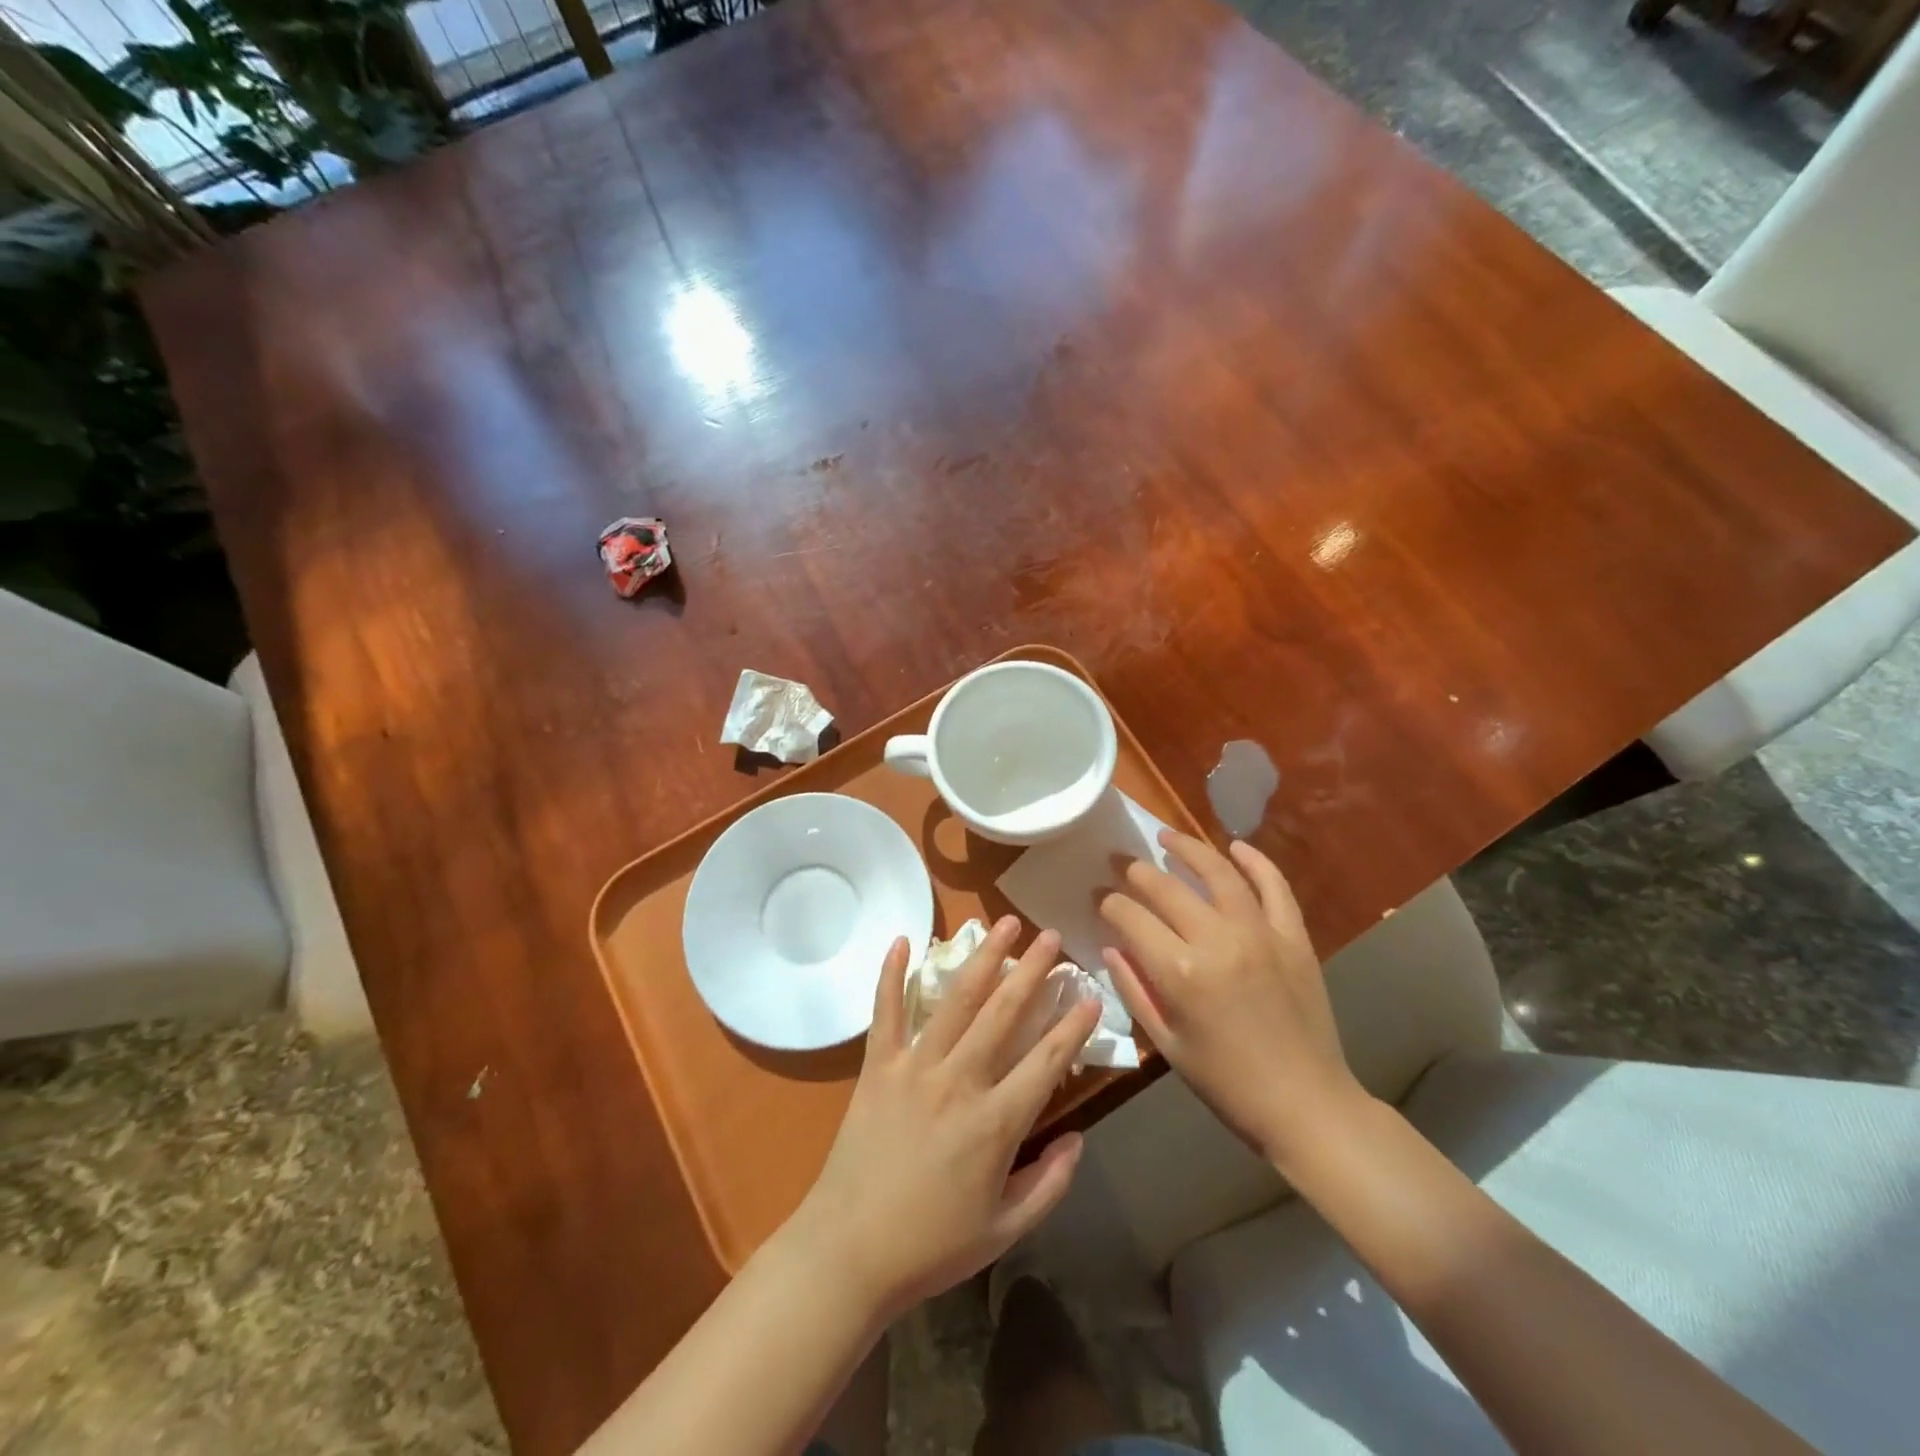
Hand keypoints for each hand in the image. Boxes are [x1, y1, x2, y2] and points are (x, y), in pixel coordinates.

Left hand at [789, 916, 1102, 1319]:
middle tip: (1051, 935)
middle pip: (1003, 1013)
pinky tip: (904, 939)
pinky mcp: (877, 1066)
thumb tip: (1078, 1138)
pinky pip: (885, 1011)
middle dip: (1032, 970)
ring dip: (983, 958)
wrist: (849, 1252)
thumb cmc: (931, 1246)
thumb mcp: (1005, 1230)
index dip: (1073, 1026)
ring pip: (955, 1000)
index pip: (1046, 1061)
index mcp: (995, 1123)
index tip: (1089, 994)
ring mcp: (914, 1067)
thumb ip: (1050, 1184)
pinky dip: (892, 973)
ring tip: (1001, 922)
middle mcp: (958, 1081)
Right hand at [1098, 832, 1365, 1169]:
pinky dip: (1256, 862)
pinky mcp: (1294, 937)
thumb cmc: (1226, 1083)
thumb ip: (1134, 989)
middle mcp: (1217, 941)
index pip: (1130, 917)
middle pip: (1166, 887)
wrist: (1306, 1105)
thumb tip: (1111, 947)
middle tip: (1122, 864)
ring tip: (1168, 837)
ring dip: (1189, 848)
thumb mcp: (1167, 1044)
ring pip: (1218, 873)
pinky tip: (1236, 848)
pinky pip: (1275, 887)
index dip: (1109, 903)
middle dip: (1136, 871)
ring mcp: (1260, 934)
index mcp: (1179, 972)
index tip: (1100, 899)